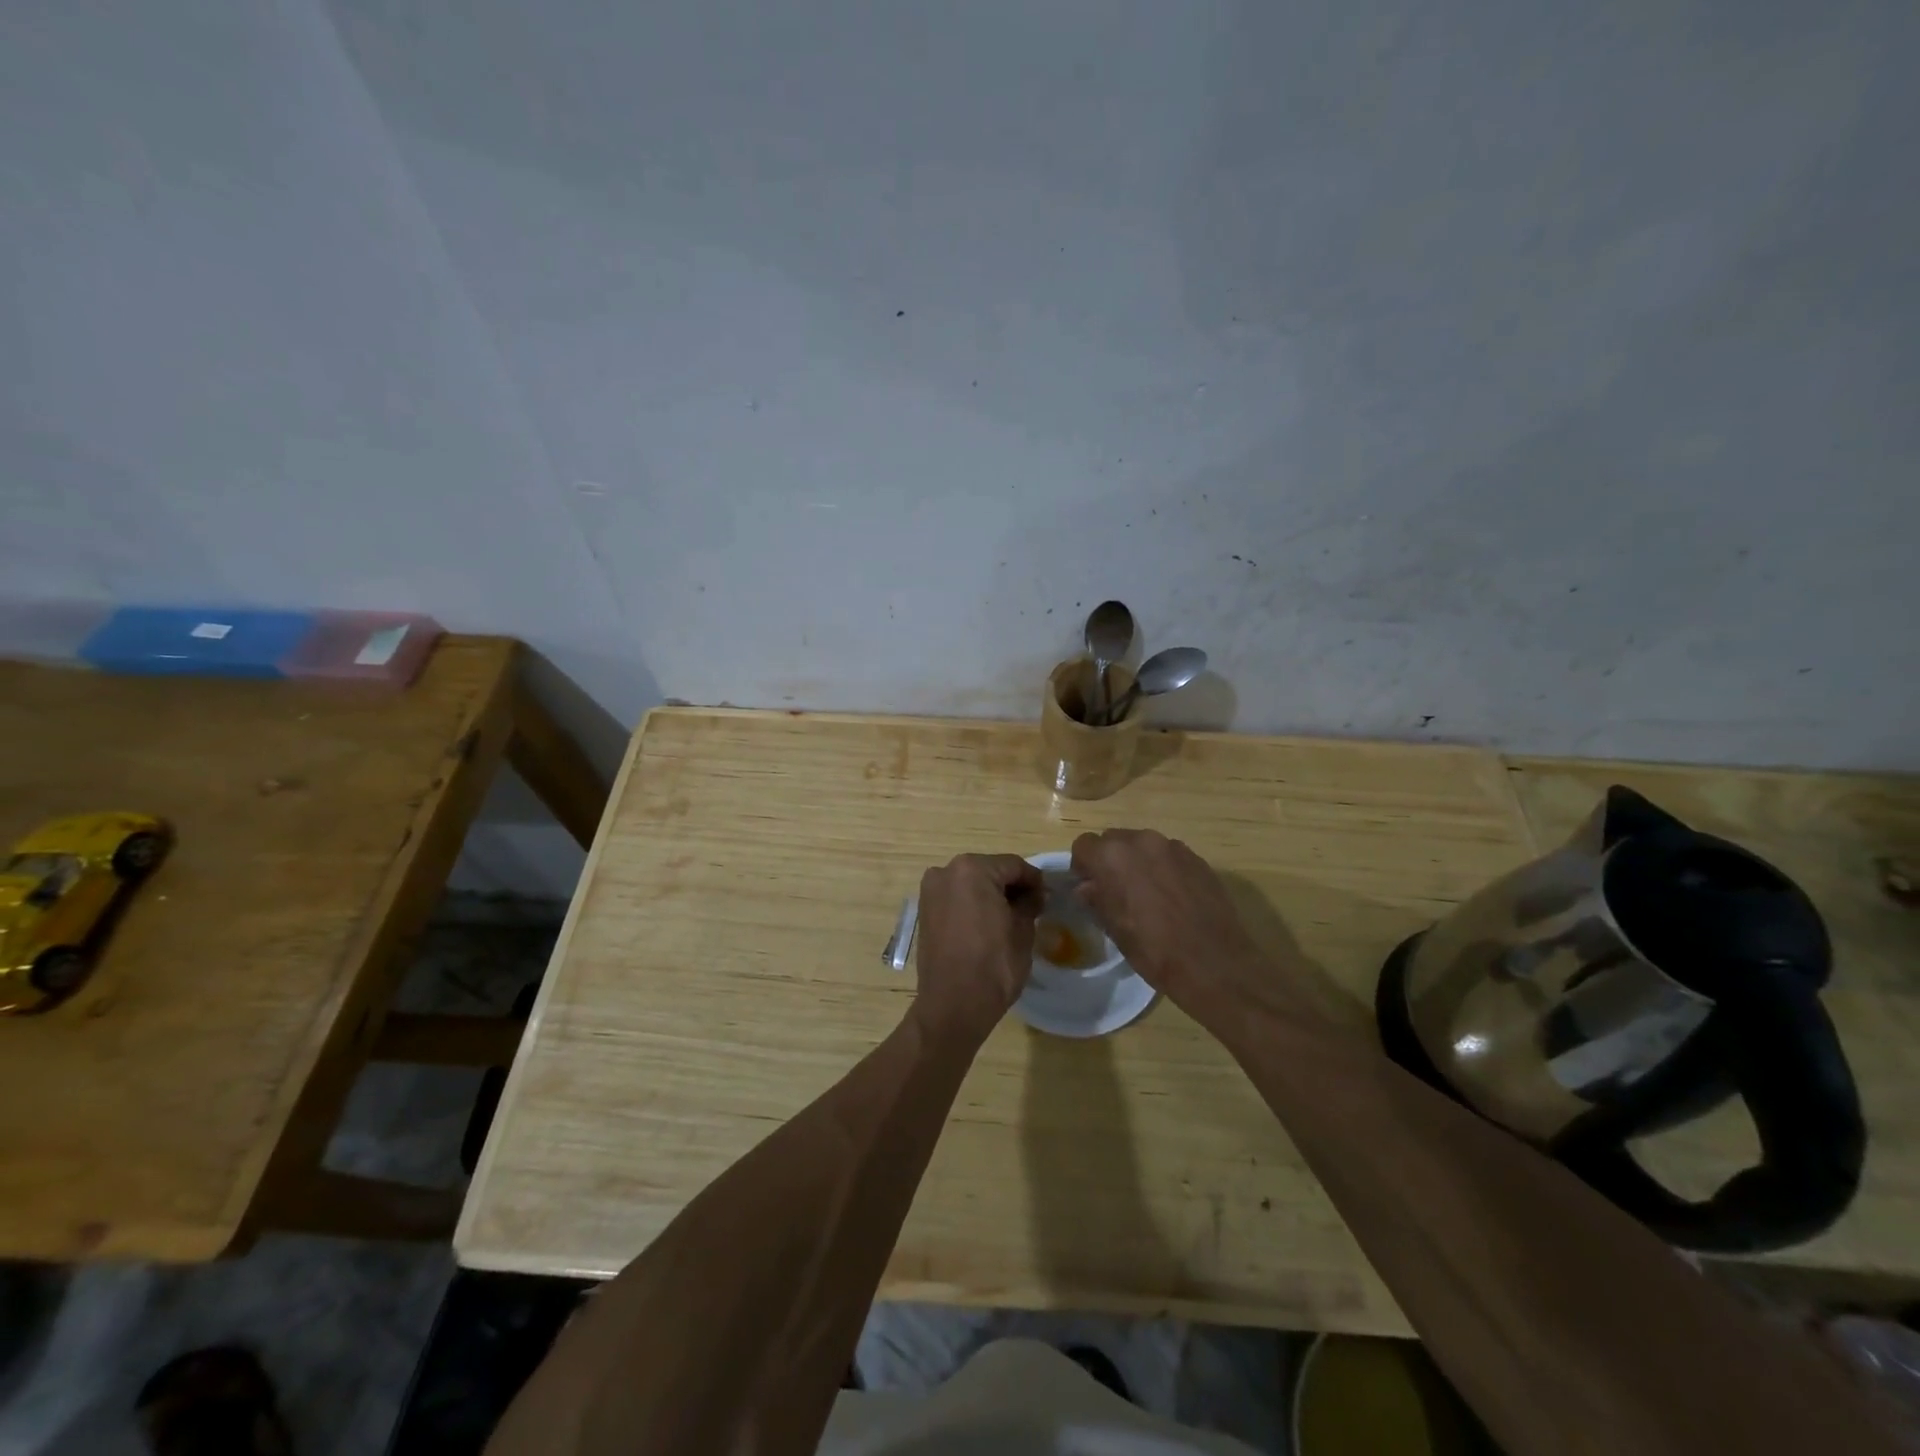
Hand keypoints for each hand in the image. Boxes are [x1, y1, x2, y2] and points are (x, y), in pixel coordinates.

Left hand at [912, 853, 1044, 1043]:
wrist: (953, 1005)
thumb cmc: (993, 965)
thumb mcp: (1023, 931)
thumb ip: (1029, 903)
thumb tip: (1034, 894)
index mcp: (972, 869)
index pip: (1013, 865)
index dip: (1034, 880)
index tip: (1048, 896)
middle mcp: (946, 871)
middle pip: (989, 871)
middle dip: (1011, 886)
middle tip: (1032, 907)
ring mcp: (930, 891)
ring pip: (971, 884)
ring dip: (990, 895)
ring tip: (1011, 917)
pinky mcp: (924, 911)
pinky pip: (955, 899)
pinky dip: (972, 905)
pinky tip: (987, 924)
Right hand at [1070, 828, 1277, 1021]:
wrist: (1214, 963)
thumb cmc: (1154, 950)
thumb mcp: (1115, 929)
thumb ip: (1097, 899)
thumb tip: (1087, 888)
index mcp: (1113, 856)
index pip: (1084, 845)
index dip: (1082, 865)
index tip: (1089, 887)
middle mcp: (1142, 841)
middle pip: (1114, 840)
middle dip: (1110, 860)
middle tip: (1115, 890)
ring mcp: (1173, 847)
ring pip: (1143, 845)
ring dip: (1137, 862)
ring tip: (1146, 894)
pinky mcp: (1198, 859)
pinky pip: (1169, 855)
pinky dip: (1163, 868)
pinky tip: (1172, 897)